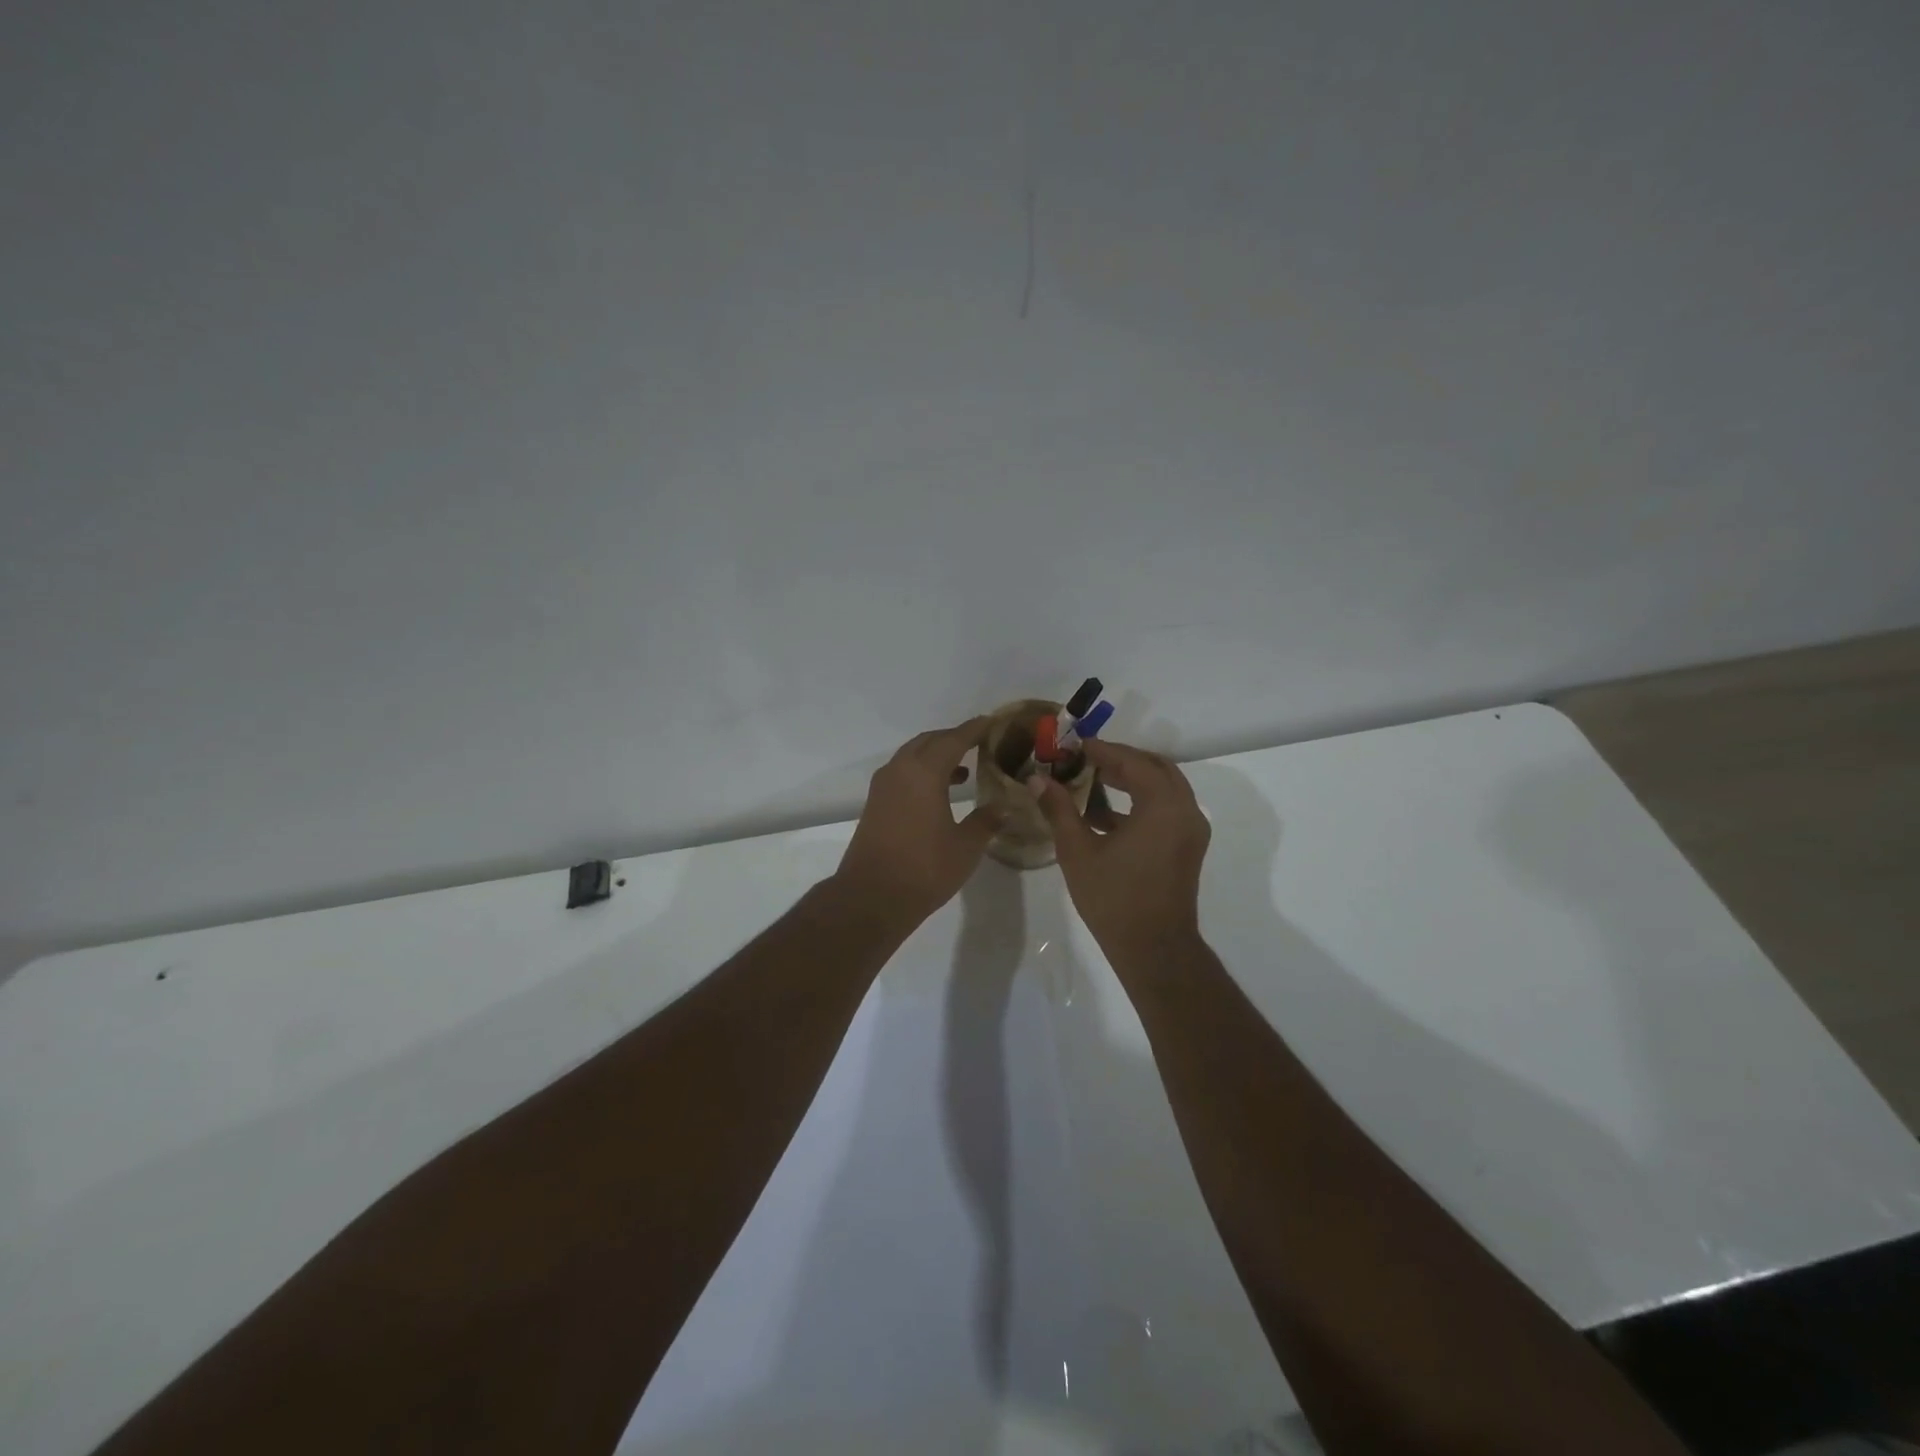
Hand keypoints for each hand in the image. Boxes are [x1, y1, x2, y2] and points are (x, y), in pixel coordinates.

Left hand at [832, 718, 1004, 927]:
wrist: (871, 897)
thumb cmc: (924, 869)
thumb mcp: (965, 846)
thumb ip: (986, 821)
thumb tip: (1004, 806)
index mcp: (924, 772)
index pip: (954, 739)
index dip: (974, 729)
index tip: (992, 722)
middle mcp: (900, 770)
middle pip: (929, 741)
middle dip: (954, 738)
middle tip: (979, 743)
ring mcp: (883, 786)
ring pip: (912, 756)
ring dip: (936, 756)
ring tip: (964, 769)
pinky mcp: (875, 803)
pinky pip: (902, 773)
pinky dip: (922, 772)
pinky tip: (939, 792)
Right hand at [1031, 739, 1211, 969]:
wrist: (1154, 949)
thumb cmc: (1114, 898)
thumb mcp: (1078, 851)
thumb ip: (1059, 809)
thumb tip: (1037, 780)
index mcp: (1162, 805)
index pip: (1132, 761)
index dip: (1102, 750)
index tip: (1075, 745)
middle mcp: (1185, 809)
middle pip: (1155, 767)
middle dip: (1121, 760)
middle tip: (1086, 760)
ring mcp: (1191, 829)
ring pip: (1164, 787)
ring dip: (1133, 779)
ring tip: (1093, 781)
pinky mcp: (1188, 846)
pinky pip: (1167, 808)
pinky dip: (1142, 801)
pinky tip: (1105, 815)